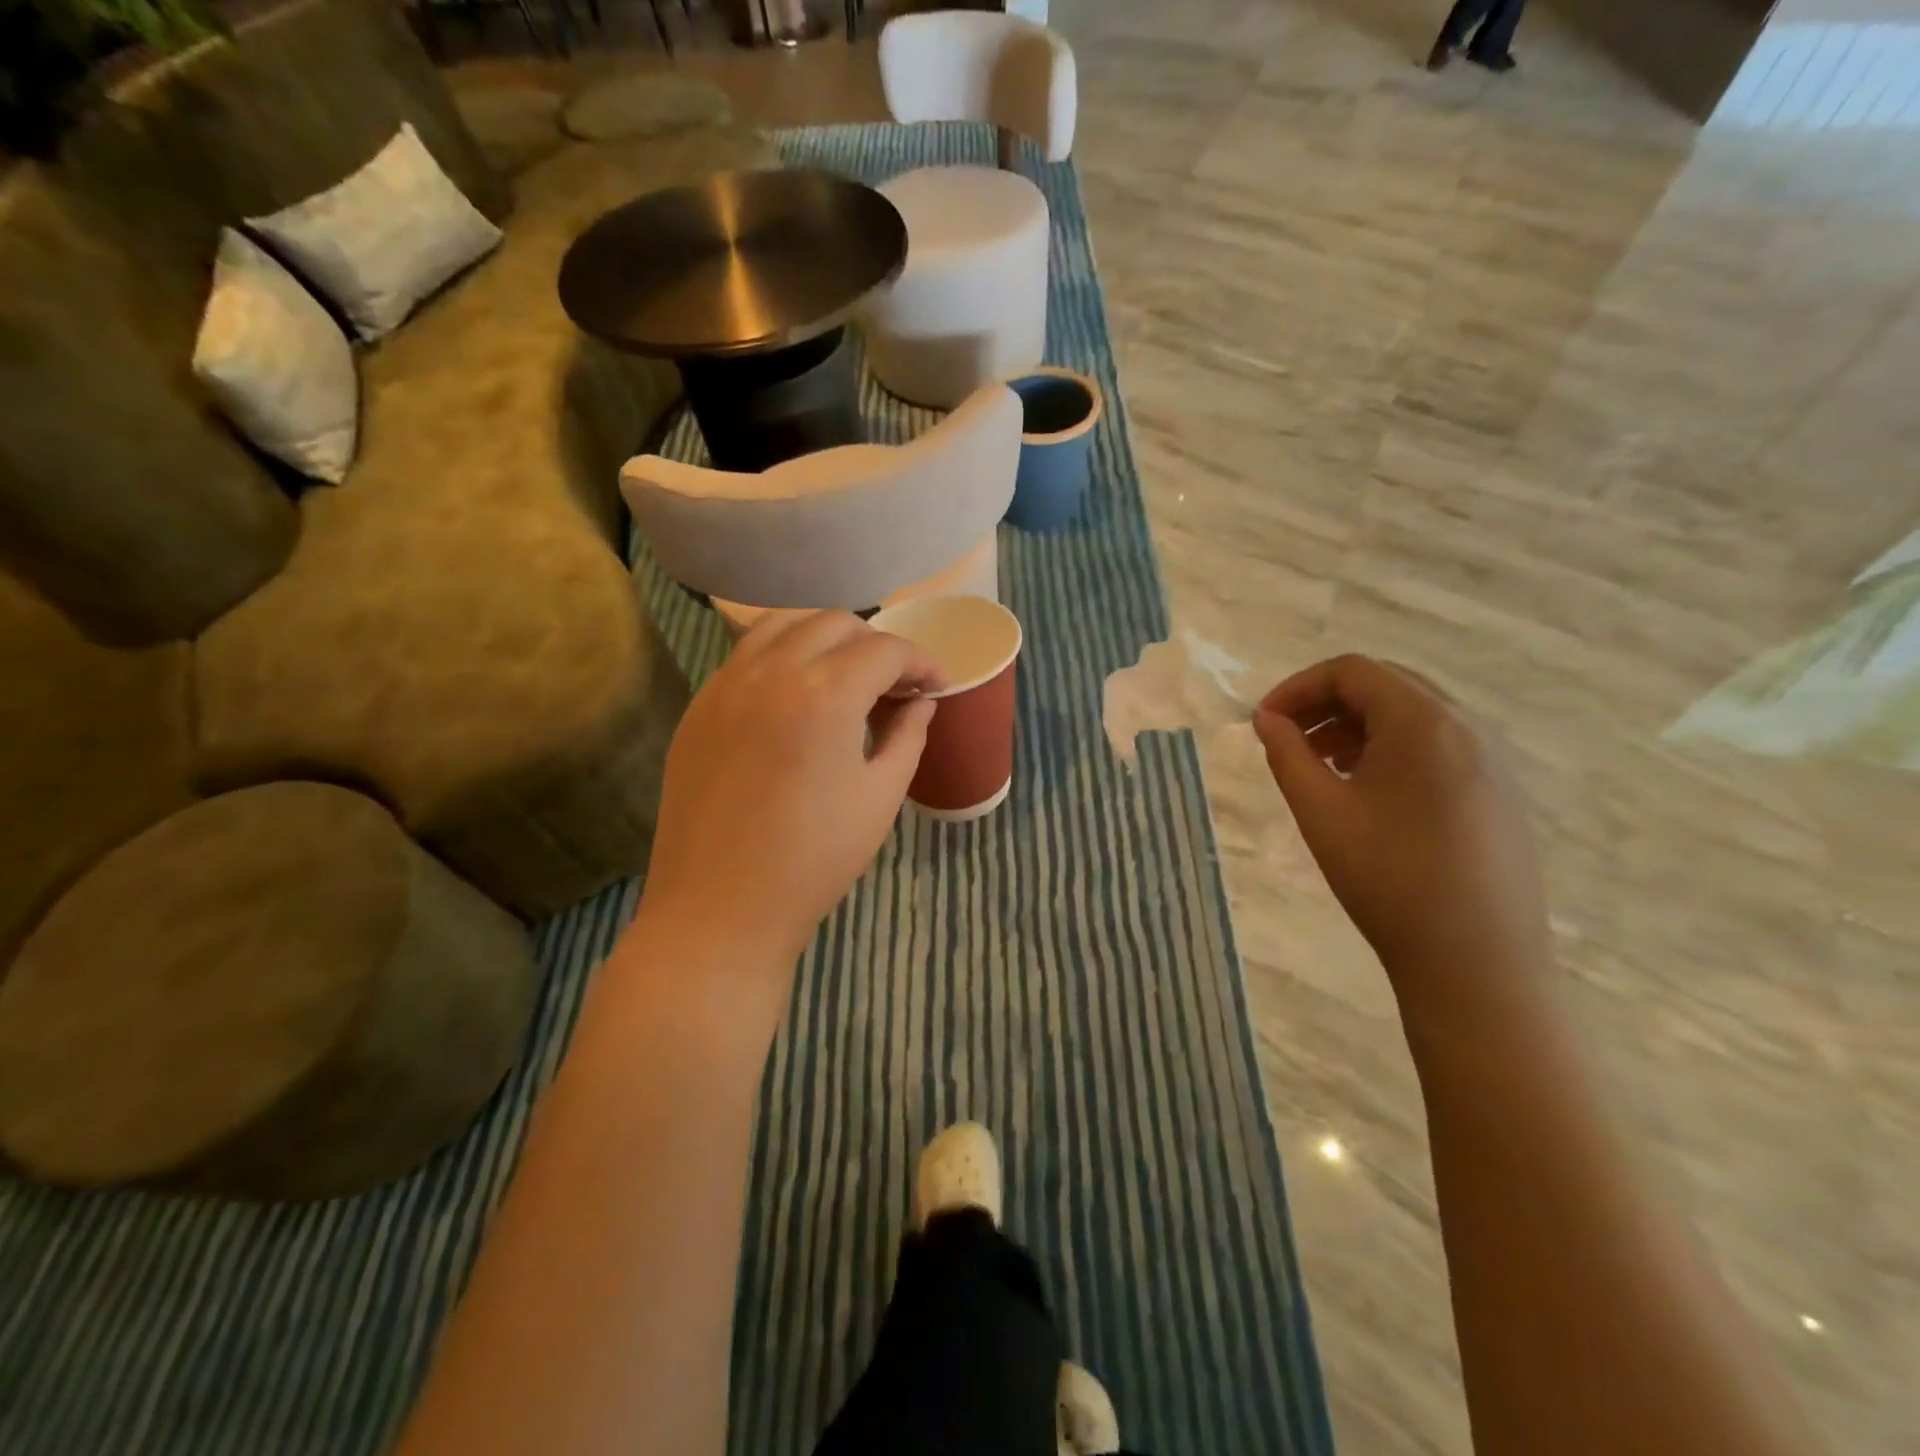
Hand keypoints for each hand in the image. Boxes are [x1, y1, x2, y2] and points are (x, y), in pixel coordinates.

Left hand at [637, 611, 942, 971]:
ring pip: (783, 625)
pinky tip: (796, 695)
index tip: (938, 686)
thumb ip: (907, 736)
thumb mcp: (879, 797)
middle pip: (835, 623)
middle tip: (896, 685)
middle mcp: (772, 671)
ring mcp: (727, 684)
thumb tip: (920, 703)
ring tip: (846, 676)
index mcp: (825, 694)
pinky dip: (783, 655)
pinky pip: (747, 655)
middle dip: (876, 645)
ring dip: (826, 639)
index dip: (921, 662)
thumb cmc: (814, 860)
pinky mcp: (700, 706)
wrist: (720, 907)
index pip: (885, 650)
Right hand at [1252, 654, 1549, 985]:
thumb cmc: (1388, 878)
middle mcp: (1466, 727)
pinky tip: (1367, 792)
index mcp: (1423, 722)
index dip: (1297, 687)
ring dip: (1357, 726)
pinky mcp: (1499, 792)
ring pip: (1412, 717)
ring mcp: (1492, 760)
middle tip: (1286, 739)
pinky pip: (1437, 746)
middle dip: (1326, 703)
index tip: (1263, 723)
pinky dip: (1391, 749)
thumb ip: (1287, 754)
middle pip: (1385, 685)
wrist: (1476, 961)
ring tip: (1320, 766)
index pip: (1352, 671)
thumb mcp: (1320, 811)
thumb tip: (1266, 719)